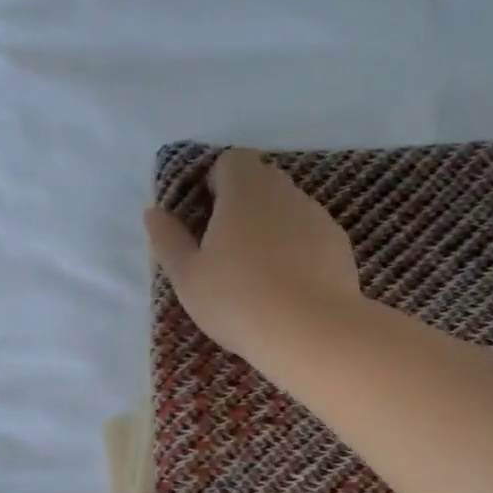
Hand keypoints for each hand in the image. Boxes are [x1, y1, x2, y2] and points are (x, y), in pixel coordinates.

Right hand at [144, 149, 363, 367]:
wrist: (310, 331)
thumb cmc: (237, 300)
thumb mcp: (188, 277)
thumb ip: (168, 240)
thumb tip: (154, 212)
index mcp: (245, 190)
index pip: (232, 161)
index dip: (217, 183)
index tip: (208, 218)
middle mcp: (285, 192)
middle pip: (262, 181)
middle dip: (244, 204)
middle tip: (227, 249)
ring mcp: (318, 217)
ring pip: (289, 209)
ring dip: (272, 228)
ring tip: (260, 274)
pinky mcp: (339, 245)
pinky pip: (311, 236)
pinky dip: (298, 251)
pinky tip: (290, 287)